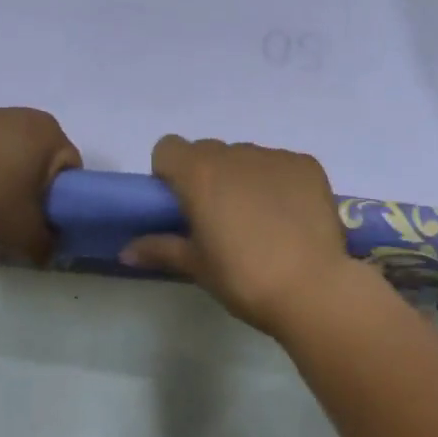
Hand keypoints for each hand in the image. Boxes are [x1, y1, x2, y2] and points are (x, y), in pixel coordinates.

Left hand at [0, 108, 80, 264]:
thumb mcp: (22, 232)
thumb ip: (44, 244)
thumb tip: (50, 252)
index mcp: (47, 132)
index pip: (69, 168)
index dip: (59, 198)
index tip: (40, 220)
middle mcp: (22, 114)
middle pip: (37, 157)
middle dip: (28, 185)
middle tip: (11, 215)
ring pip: (4, 150)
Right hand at [120, 136, 359, 336]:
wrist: (314, 288)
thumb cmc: (244, 278)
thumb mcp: (198, 267)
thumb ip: (160, 249)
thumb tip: (124, 251)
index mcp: (199, 173)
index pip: (168, 148)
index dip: (169, 172)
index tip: (180, 204)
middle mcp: (234, 153)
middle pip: (208, 152)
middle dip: (207, 176)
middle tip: (219, 218)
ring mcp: (273, 156)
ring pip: (246, 158)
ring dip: (243, 179)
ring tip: (261, 221)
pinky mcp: (306, 164)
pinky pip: (281, 165)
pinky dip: (279, 183)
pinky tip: (291, 218)